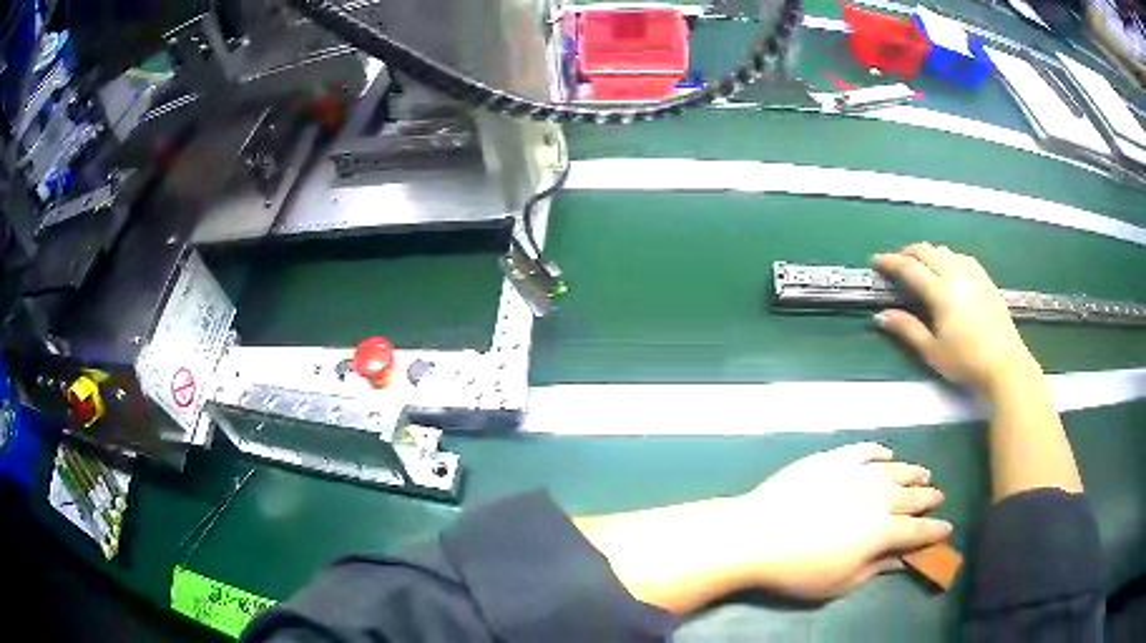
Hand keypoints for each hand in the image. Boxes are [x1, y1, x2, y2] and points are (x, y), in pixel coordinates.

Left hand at [733, 442, 949, 599]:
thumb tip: (902, 559)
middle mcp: (878, 496)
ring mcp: (855, 473)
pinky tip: (886, 454)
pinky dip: (878, 452)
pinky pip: (863, 450)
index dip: (935, 531)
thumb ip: (876, 568)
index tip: (948, 528)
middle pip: (911, 496)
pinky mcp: (832, 459)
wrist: (755, 534)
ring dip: (912, 472)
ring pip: (894, 469)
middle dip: (929, 497)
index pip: (918, 530)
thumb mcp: (841, 582)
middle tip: (939, 496)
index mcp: (883, 530)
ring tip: (924, 473)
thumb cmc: (798, 570)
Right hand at [872, 243, 1039, 396]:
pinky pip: (960, 256)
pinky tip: (947, 269)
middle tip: (895, 262)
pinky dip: (946, 257)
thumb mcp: (932, 351)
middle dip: (906, 252)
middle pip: (926, 251)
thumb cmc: (965, 361)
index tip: (875, 261)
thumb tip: (881, 316)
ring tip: (920, 266)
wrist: (1004, 363)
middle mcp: (955, 273)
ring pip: (943, 250)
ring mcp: (972, 273)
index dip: (889, 262)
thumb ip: (907, 329)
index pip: (909, 267)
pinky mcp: (984, 278)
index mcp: (940, 291)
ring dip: (927, 253)